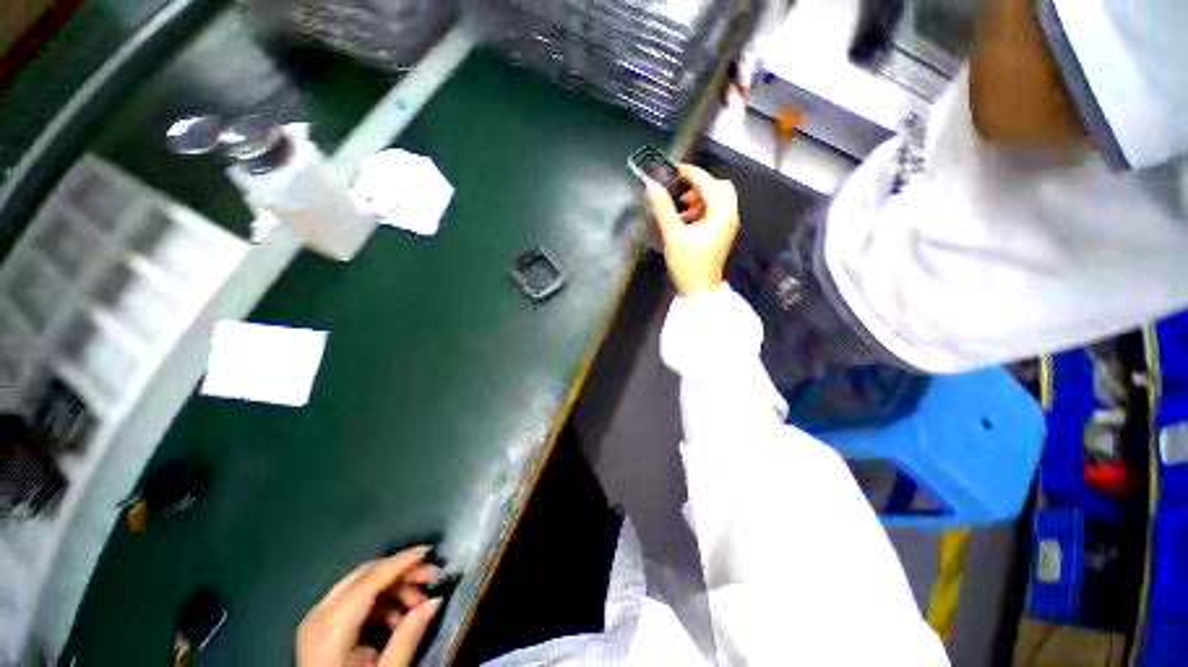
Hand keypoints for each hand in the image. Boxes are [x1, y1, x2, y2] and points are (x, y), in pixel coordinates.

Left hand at [297, 547, 442, 666]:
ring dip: (392, 588)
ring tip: (418, 603)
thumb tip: (435, 601)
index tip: (428, 551)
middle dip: (400, 572)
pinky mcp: (318, 629)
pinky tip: (397, 618)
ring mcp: (315, 621)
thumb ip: (407, 638)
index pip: (369, 581)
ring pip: (360, 585)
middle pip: (364, 577)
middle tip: (431, 577)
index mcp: (330, 629)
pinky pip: (352, 601)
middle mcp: (318, 616)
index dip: (400, 563)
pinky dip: (379, 602)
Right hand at [645, 165, 739, 296]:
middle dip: (699, 186)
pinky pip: (715, 213)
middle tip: (680, 193)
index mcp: (721, 215)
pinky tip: (686, 220)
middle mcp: (728, 217)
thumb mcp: (673, 236)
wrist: (699, 291)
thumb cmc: (688, 266)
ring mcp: (727, 226)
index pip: (709, 183)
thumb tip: (653, 188)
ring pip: (718, 200)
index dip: (691, 173)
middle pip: (720, 188)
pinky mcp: (721, 234)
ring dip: (700, 198)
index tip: (673, 170)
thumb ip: (663, 209)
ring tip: (681, 209)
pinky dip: (702, 210)